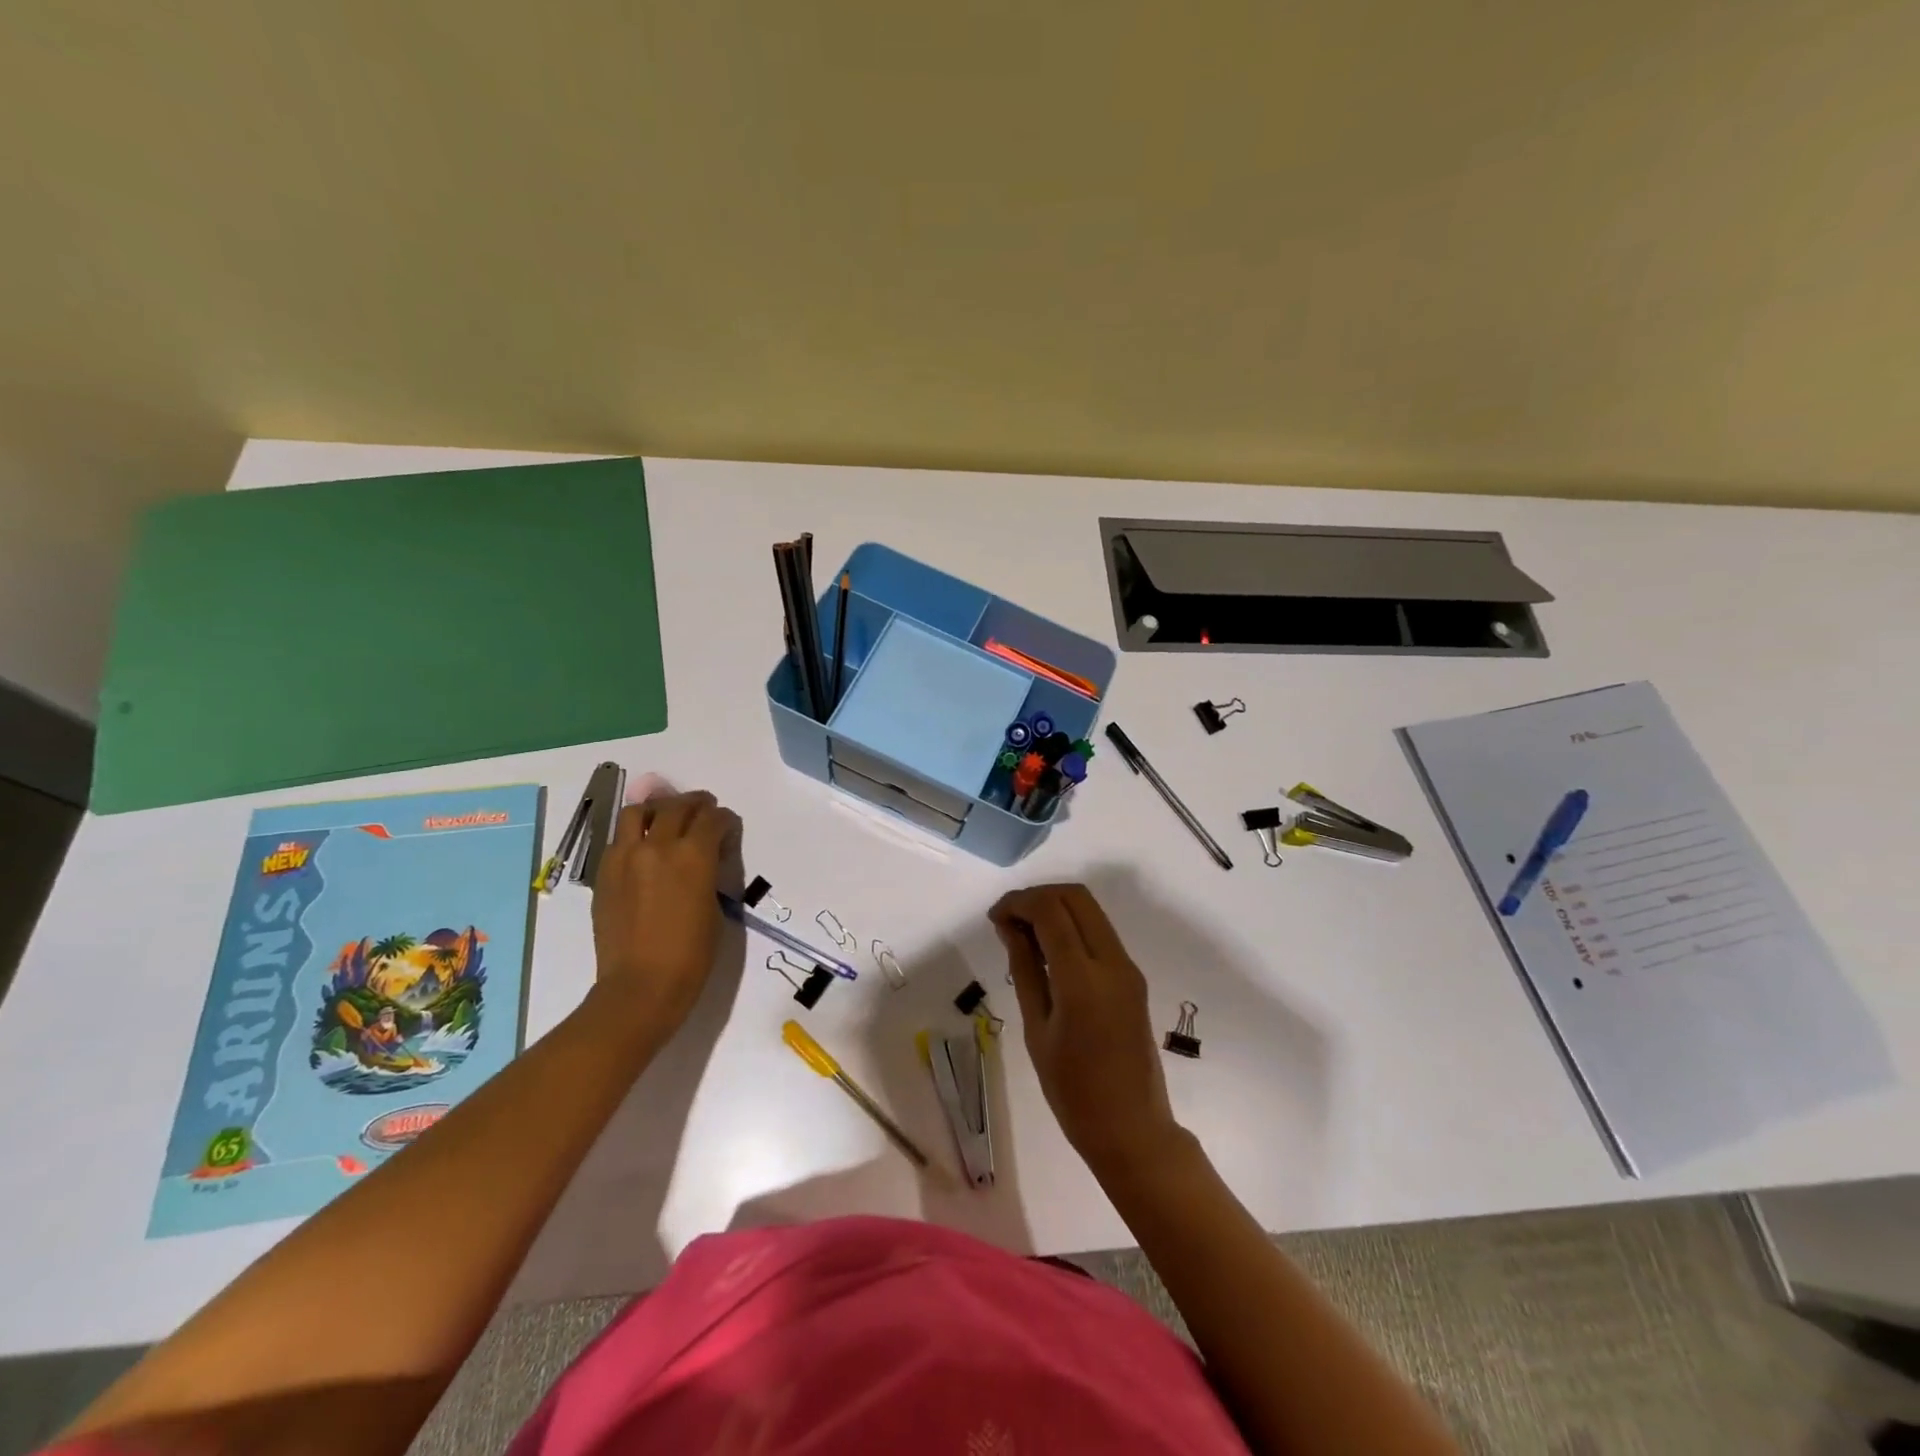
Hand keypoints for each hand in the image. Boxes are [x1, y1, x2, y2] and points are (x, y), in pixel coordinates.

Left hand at [589, 789, 741, 1042]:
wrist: (641, 986)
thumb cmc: (691, 954)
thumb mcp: (713, 907)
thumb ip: (709, 872)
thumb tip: (706, 857)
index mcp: (693, 855)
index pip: (712, 818)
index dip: (724, 819)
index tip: (728, 826)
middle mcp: (657, 846)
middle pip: (677, 806)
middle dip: (695, 804)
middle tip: (704, 809)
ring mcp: (625, 857)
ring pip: (638, 812)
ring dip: (658, 809)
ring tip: (666, 818)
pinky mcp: (605, 873)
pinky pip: (618, 839)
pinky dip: (634, 834)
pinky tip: (642, 848)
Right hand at [990, 883, 1183, 1179]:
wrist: (1132, 1130)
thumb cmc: (1073, 1092)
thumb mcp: (1037, 1030)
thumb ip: (1025, 969)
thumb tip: (1009, 927)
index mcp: (1083, 980)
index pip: (1050, 911)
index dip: (1018, 902)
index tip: (994, 917)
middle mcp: (1112, 962)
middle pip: (1075, 897)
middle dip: (1038, 896)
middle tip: (1008, 918)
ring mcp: (1128, 967)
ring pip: (1090, 910)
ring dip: (1056, 907)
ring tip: (1023, 932)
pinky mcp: (1133, 977)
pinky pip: (1100, 932)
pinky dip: (1072, 926)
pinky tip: (1048, 949)